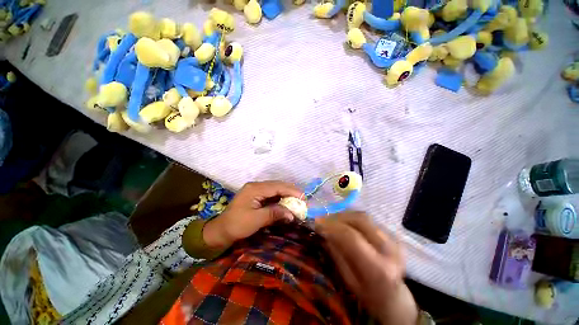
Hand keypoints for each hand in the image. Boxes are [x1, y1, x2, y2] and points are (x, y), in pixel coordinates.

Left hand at [203, 181, 301, 247]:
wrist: (221, 230)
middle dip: (291, 191)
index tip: (303, 197)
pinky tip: (286, 202)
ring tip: (297, 200)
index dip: (291, 191)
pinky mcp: (257, 195)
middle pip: (277, 185)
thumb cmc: (237, 225)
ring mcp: (256, 190)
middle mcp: (256, 186)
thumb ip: (274, 214)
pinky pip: (272, 194)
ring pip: (275, 189)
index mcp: (255, 188)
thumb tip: (291, 214)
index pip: (277, 187)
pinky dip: (280, 198)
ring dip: (286, 194)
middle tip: (303, 199)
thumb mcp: (256, 220)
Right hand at [315, 212, 417, 324]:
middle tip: (323, 219)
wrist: (395, 297)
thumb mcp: (348, 280)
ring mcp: (393, 239)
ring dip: (343, 215)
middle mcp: (389, 250)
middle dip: (337, 217)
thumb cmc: (368, 295)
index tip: (317, 223)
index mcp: (379, 268)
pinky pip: (367, 219)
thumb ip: (337, 254)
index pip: (351, 237)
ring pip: (363, 216)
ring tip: (331, 219)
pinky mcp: (391, 234)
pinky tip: (342, 221)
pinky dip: (351, 217)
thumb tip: (323, 231)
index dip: (332, 227)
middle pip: (359, 220)